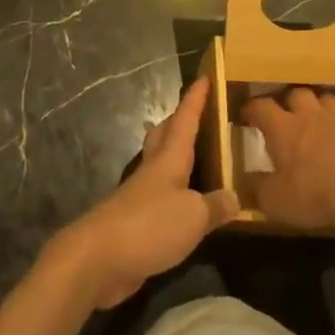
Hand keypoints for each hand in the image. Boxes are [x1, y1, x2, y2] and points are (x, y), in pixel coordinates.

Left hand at [53, 76, 238, 308]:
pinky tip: (182, 202)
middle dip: (180, 120)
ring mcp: (141, 195)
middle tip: (197, 111)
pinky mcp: (135, 222)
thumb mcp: (193, 216)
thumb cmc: (149, 225)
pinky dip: (173, 191)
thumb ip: (215, 206)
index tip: (205, 76)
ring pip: (160, 163)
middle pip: (165, 136)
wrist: (99, 257)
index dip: (195, 99)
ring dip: (174, 153)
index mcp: (168, 159)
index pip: (185, 120)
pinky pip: (159, 196)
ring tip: (193, 151)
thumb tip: (234, 196)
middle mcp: (153, 171)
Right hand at [241, 87, 334, 232]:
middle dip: (289, 103)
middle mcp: (309, 113)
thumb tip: (245, 180)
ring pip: (325, 97)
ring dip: (320, 105)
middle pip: (295, 94)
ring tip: (319, 117)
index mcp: (283, 128)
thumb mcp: (277, 202)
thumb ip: (258, 189)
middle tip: (288, 117)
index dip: (252, 110)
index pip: (261, 107)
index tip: (247, 116)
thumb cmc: (317, 195)